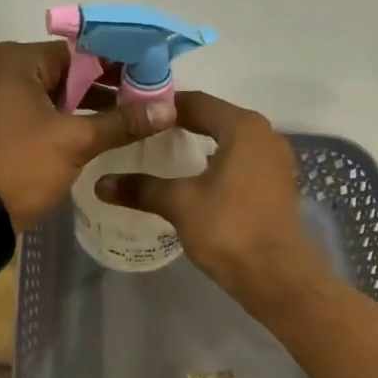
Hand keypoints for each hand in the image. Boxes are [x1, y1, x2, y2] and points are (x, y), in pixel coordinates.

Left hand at [0, 40, 175, 227]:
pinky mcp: (3, 127)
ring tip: (133, 119)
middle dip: (108, 87)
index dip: (119, 64)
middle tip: (148, 100)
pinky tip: (102, 133)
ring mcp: (1, 100)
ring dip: (92, 107)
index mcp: (18, 61)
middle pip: (69, 72)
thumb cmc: (22, 165)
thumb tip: (168, 108)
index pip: (81, 52)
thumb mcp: (76, 141)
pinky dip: (70, 121)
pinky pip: (45, 114)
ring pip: (58, 95)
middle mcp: (5, 72)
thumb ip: (122, 122)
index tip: (152, 79)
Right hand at [96, 91, 321, 301]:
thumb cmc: (228, 229)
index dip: (164, 106)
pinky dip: (219, 162)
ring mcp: (275, 160)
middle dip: (182, 124)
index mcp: (243, 127)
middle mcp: (265, 135)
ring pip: (231, 141)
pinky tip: (196, 179)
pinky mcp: (277, 184)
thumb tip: (100, 184)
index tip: (135, 113)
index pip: (197, 102)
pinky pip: (242, 161)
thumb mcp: (179, 204)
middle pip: (216, 118)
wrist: (275, 275)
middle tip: (146, 133)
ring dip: (201, 144)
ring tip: (166, 154)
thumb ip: (141, 189)